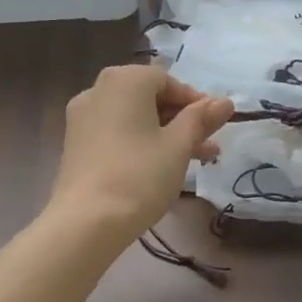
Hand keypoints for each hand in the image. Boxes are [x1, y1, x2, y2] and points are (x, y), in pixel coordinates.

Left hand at [48, 64, 232, 242]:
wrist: (87, 221)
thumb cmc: (140, 175)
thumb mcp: (179, 145)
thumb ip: (201, 119)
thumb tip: (224, 101)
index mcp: (125, 81)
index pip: (168, 80)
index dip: (195, 102)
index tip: (214, 126)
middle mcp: (98, 90)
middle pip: (149, 98)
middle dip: (182, 120)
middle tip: (208, 145)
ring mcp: (82, 117)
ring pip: (133, 118)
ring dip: (164, 133)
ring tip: (195, 160)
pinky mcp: (76, 144)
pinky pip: (116, 132)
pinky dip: (139, 142)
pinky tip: (160, 166)